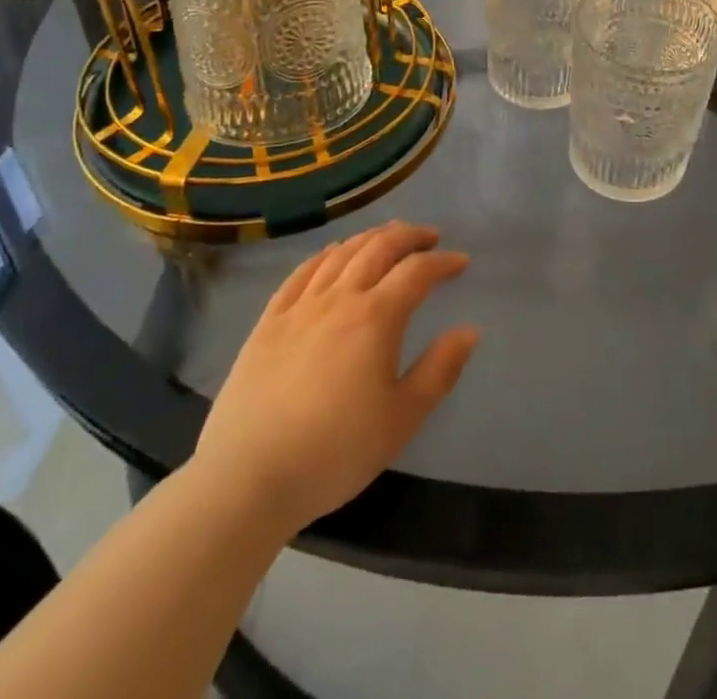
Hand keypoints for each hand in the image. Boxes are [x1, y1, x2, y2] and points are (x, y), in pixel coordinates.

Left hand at [190, 221, 480, 540]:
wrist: (246, 480)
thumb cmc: (334, 452)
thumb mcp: (402, 418)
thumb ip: (440, 369)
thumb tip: (470, 330)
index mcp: (376, 318)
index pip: (417, 271)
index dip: (442, 262)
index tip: (461, 262)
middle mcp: (339, 299)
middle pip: (378, 248)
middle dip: (408, 236)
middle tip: (429, 236)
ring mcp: (299, 308)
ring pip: (340, 254)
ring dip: (369, 238)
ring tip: (387, 236)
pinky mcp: (268, 323)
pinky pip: (300, 274)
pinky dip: (324, 255)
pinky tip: (332, 255)